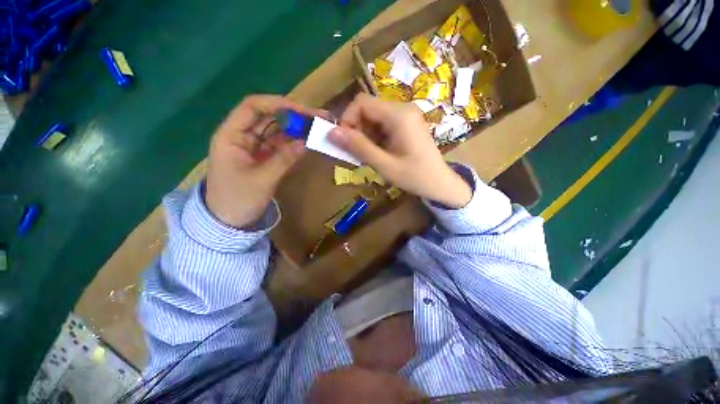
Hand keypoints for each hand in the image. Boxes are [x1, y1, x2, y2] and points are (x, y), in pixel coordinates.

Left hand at [205, 95, 318, 227]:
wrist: (229, 222)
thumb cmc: (238, 200)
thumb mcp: (262, 179)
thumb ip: (284, 159)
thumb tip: (307, 142)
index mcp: (231, 135)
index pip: (253, 107)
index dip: (278, 104)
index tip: (303, 110)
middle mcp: (242, 136)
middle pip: (268, 117)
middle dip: (293, 115)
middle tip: (318, 118)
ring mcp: (254, 147)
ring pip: (276, 130)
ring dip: (296, 128)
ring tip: (317, 128)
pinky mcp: (263, 157)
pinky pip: (280, 145)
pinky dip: (294, 143)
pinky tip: (308, 141)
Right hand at [329, 94, 471, 208]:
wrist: (440, 183)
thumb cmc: (414, 176)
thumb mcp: (384, 164)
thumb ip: (358, 147)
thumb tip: (331, 132)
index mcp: (399, 115)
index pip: (361, 103)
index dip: (348, 119)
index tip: (346, 142)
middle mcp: (403, 108)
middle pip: (367, 108)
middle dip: (357, 128)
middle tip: (358, 152)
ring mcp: (406, 115)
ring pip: (374, 116)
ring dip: (365, 134)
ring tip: (370, 154)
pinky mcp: (407, 123)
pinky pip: (383, 123)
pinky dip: (374, 136)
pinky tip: (379, 151)